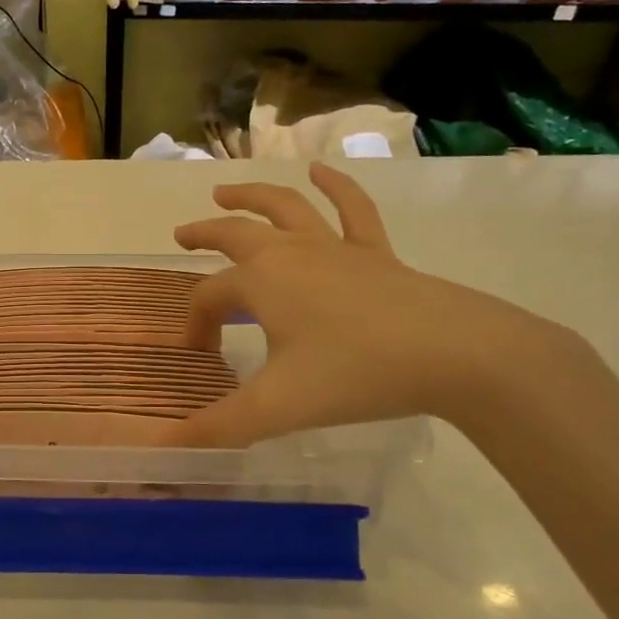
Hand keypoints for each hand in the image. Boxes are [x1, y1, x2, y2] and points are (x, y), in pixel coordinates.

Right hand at [169, 163, 568, 446]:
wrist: (453, 353)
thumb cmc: (356, 374)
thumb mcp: (278, 407)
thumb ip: (219, 427)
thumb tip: (166, 448)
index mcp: (261, 281)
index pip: (210, 297)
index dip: (196, 324)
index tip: (200, 355)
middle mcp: (290, 253)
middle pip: (236, 234)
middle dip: (205, 234)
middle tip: (182, 235)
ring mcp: (335, 247)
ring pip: (285, 208)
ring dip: (251, 196)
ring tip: (226, 191)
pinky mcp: (376, 253)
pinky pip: (352, 209)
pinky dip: (335, 185)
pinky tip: (321, 170)